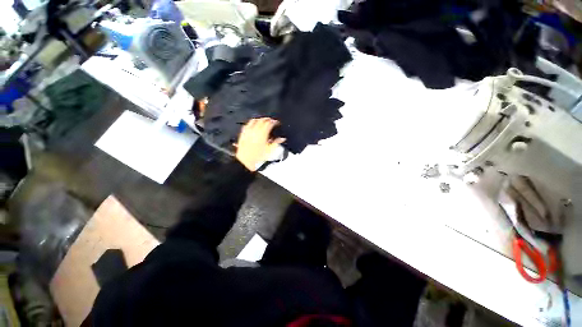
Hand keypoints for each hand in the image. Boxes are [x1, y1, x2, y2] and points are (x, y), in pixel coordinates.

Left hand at [235, 118, 285, 171]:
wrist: (246, 161)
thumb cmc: (258, 157)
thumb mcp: (270, 150)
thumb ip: (276, 142)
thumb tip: (282, 138)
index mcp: (263, 134)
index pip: (269, 123)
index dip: (274, 122)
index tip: (277, 123)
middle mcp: (255, 131)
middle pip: (262, 120)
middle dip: (267, 119)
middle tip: (271, 121)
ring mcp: (248, 131)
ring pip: (254, 120)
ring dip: (259, 119)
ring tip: (263, 121)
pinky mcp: (243, 134)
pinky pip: (247, 125)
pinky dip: (251, 123)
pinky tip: (253, 124)